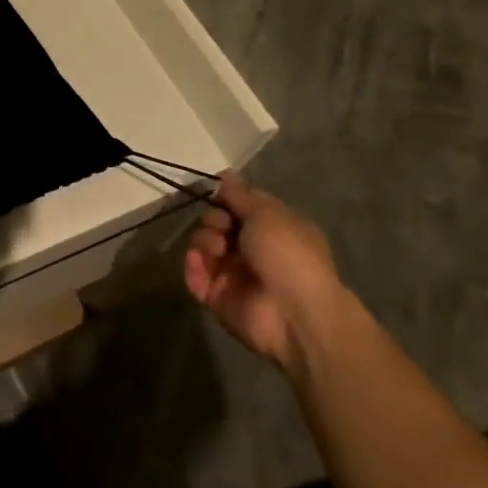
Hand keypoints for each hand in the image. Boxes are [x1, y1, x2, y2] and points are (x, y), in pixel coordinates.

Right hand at [184, 171, 344, 373]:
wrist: (294, 314)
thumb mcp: (266, 214)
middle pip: (218, 223)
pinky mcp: (218, 298)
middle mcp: (253, 249)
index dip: (227, 197)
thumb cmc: (287, 254)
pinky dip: (193, 267)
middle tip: (222, 226)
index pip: (242, 205)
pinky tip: (198, 261)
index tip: (217, 192)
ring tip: (216, 250)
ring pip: (205, 246)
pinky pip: (196, 276)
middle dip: (214, 219)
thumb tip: (225, 174)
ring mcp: (234, 274)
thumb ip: (240, 195)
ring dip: (204, 241)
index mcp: (273, 228)